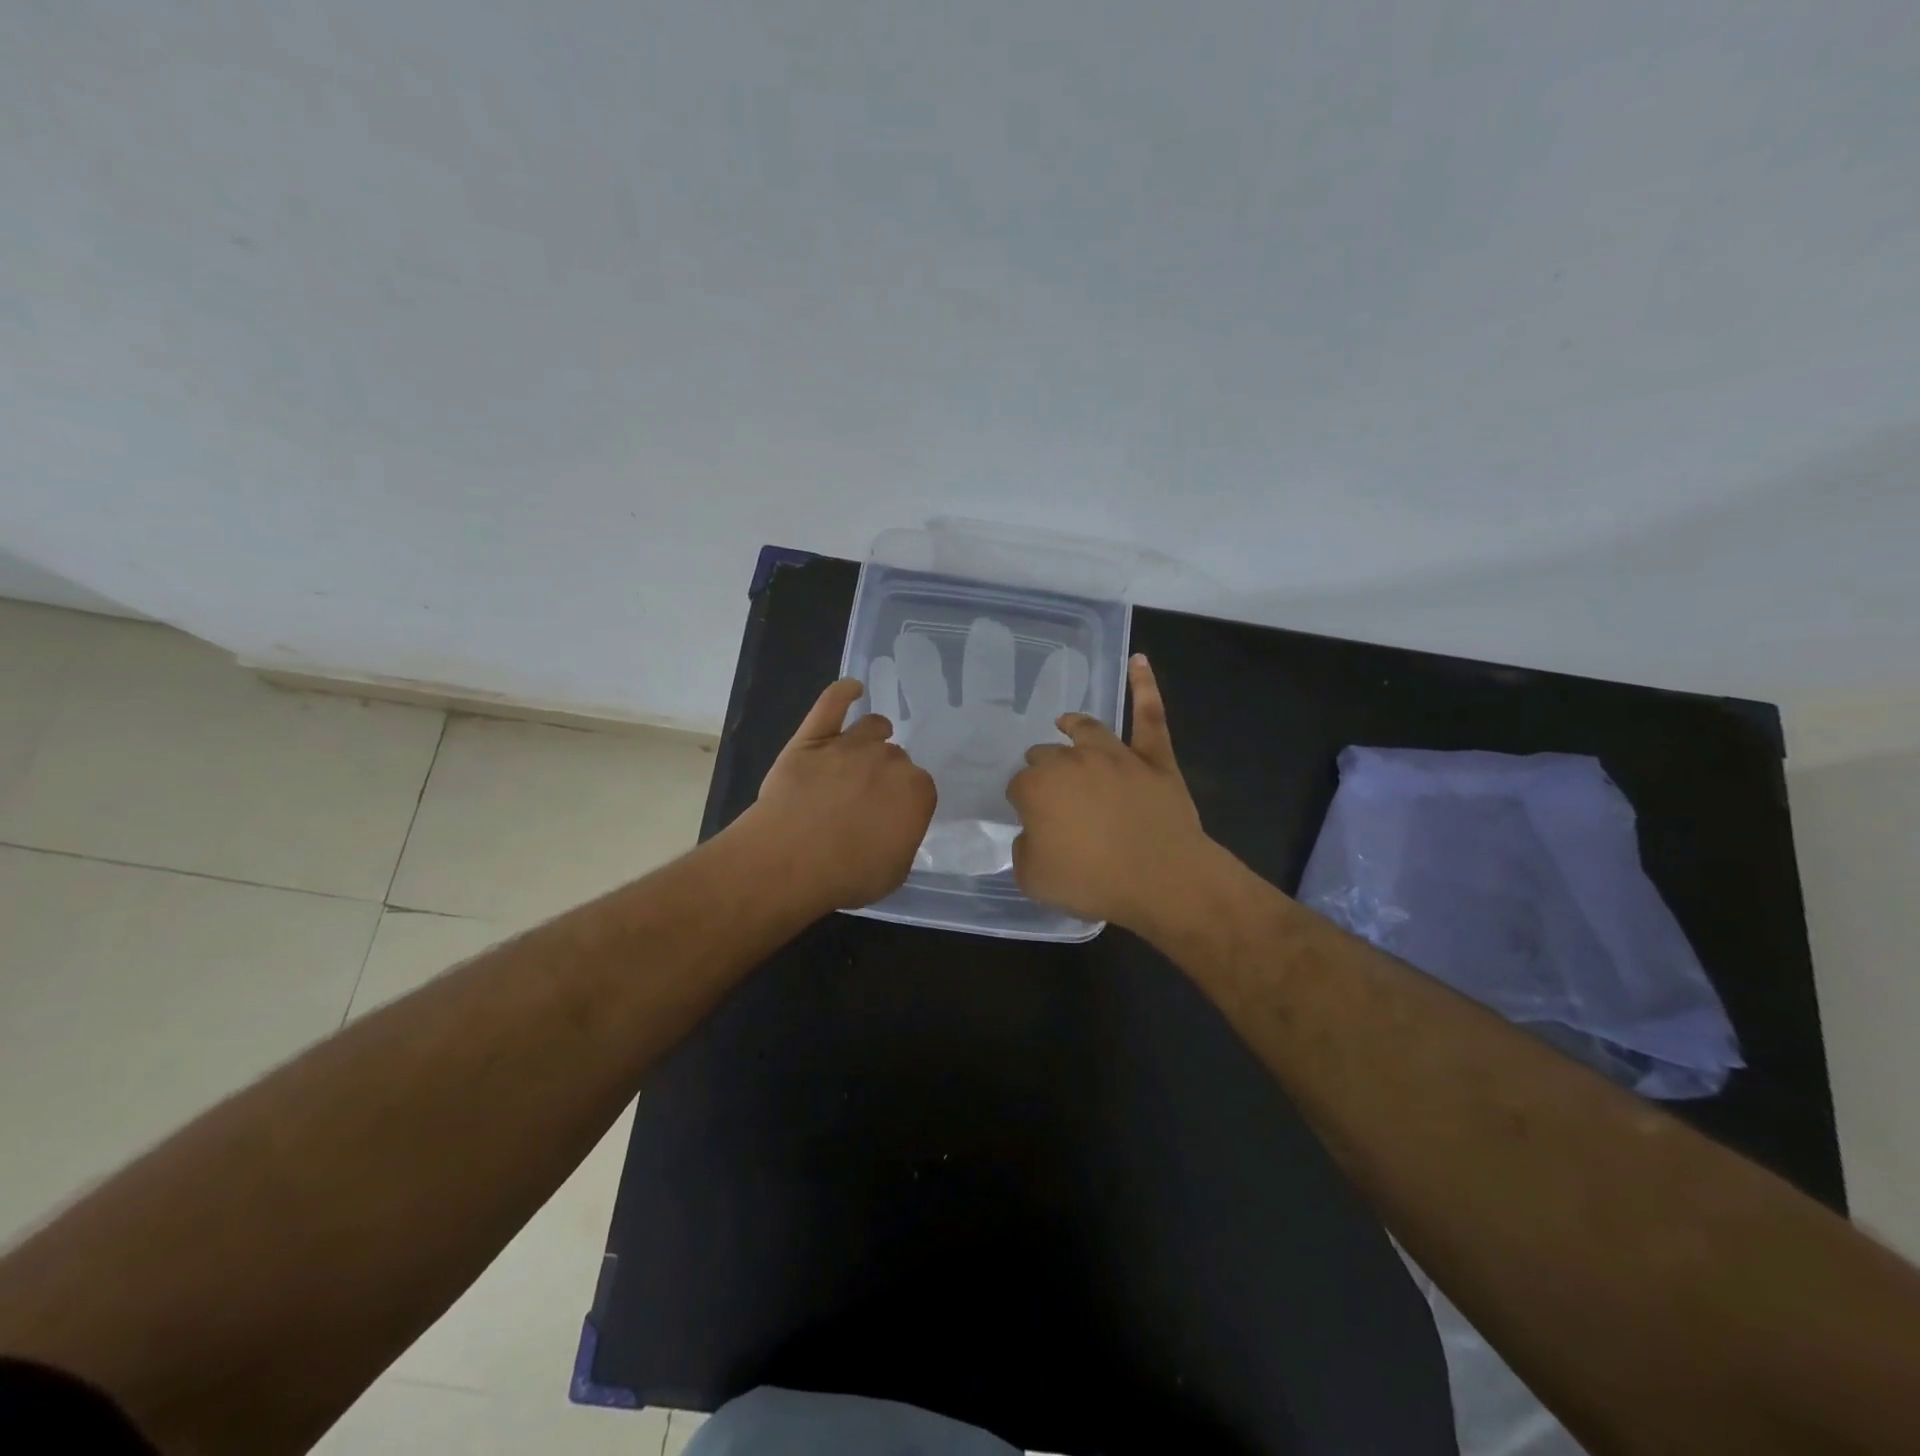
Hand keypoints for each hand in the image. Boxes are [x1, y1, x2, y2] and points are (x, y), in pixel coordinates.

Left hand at [740, 678, 936, 912]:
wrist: (790, 859)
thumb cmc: (848, 874)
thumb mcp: (895, 871)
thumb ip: (904, 840)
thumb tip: (896, 827)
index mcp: (917, 791)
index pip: (919, 788)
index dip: (905, 802)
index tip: (891, 817)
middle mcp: (889, 760)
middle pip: (895, 757)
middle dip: (886, 774)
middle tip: (868, 798)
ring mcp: (849, 745)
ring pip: (872, 727)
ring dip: (874, 735)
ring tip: (868, 745)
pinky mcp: (812, 738)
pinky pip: (832, 704)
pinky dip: (843, 692)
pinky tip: (851, 688)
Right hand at [1006, 655, 1213, 930]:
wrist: (1162, 879)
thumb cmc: (1093, 882)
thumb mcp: (1034, 879)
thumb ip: (1024, 851)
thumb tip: (1033, 833)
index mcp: (1038, 787)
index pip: (1019, 786)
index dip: (1023, 802)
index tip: (1030, 818)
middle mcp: (1072, 761)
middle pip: (1048, 755)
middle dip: (1043, 766)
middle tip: (1048, 787)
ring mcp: (1116, 755)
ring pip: (1088, 729)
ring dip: (1072, 725)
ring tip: (1065, 722)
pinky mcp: (1154, 758)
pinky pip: (1149, 715)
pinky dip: (1144, 686)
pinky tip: (1139, 660)